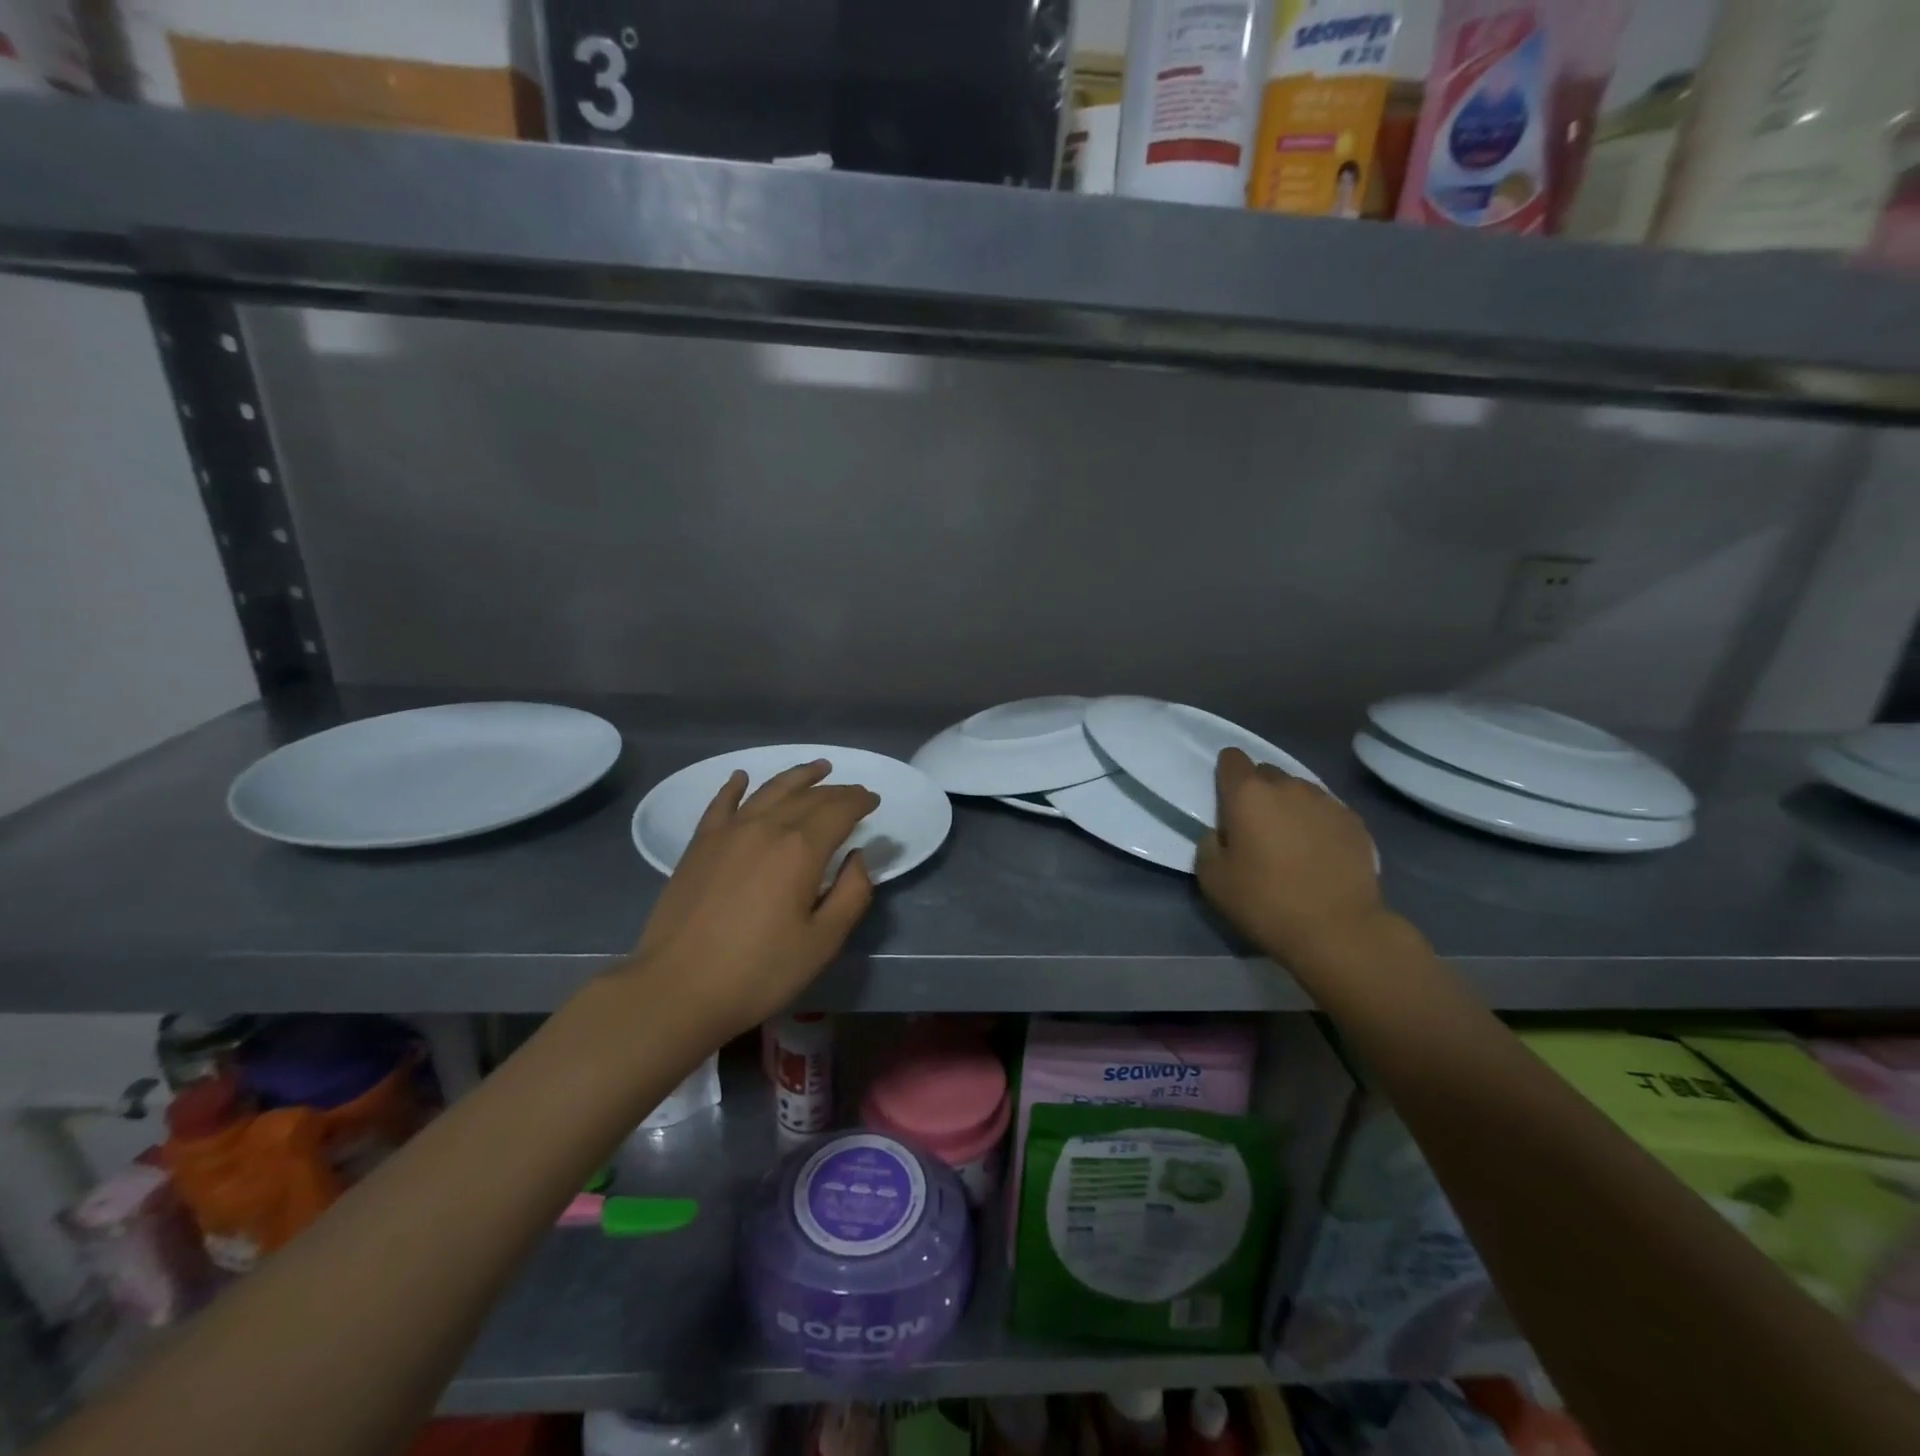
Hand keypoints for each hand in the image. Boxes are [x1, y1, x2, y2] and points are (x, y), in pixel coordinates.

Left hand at [626, 761, 878, 1038]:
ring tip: (817, 768)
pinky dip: (735, 786)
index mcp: (800, 849)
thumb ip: (851, 894)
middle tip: (853, 791)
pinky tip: (742, 778)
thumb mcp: (822, 942)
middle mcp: (766, 827)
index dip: (860, 801)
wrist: (677, 989)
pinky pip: (722, 803)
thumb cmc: (758, 971)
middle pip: (808, 796)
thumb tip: (857, 858)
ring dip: (797, 776)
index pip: (839, 809)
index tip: (874, 800)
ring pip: (769, 790)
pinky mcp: (699, 845)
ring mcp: (728, 832)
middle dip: (836, 790)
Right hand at [1196, 748, 1390, 966]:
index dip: (1226, 773)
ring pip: (1299, 791)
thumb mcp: (1212, 880)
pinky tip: (1319, 854)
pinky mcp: (1355, 822)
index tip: (1226, 799)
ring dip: (1289, 807)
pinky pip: (1327, 811)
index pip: (1232, 759)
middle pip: (1266, 773)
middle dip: (1258, 792)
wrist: (1339, 930)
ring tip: (1291, 842)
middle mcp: (1288, 787)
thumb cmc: (1265, 902)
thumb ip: (1208, 845)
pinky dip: (1318, 824)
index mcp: (1248, 795)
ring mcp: (1326, 802)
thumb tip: (1220, 833)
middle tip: (1256, 828)